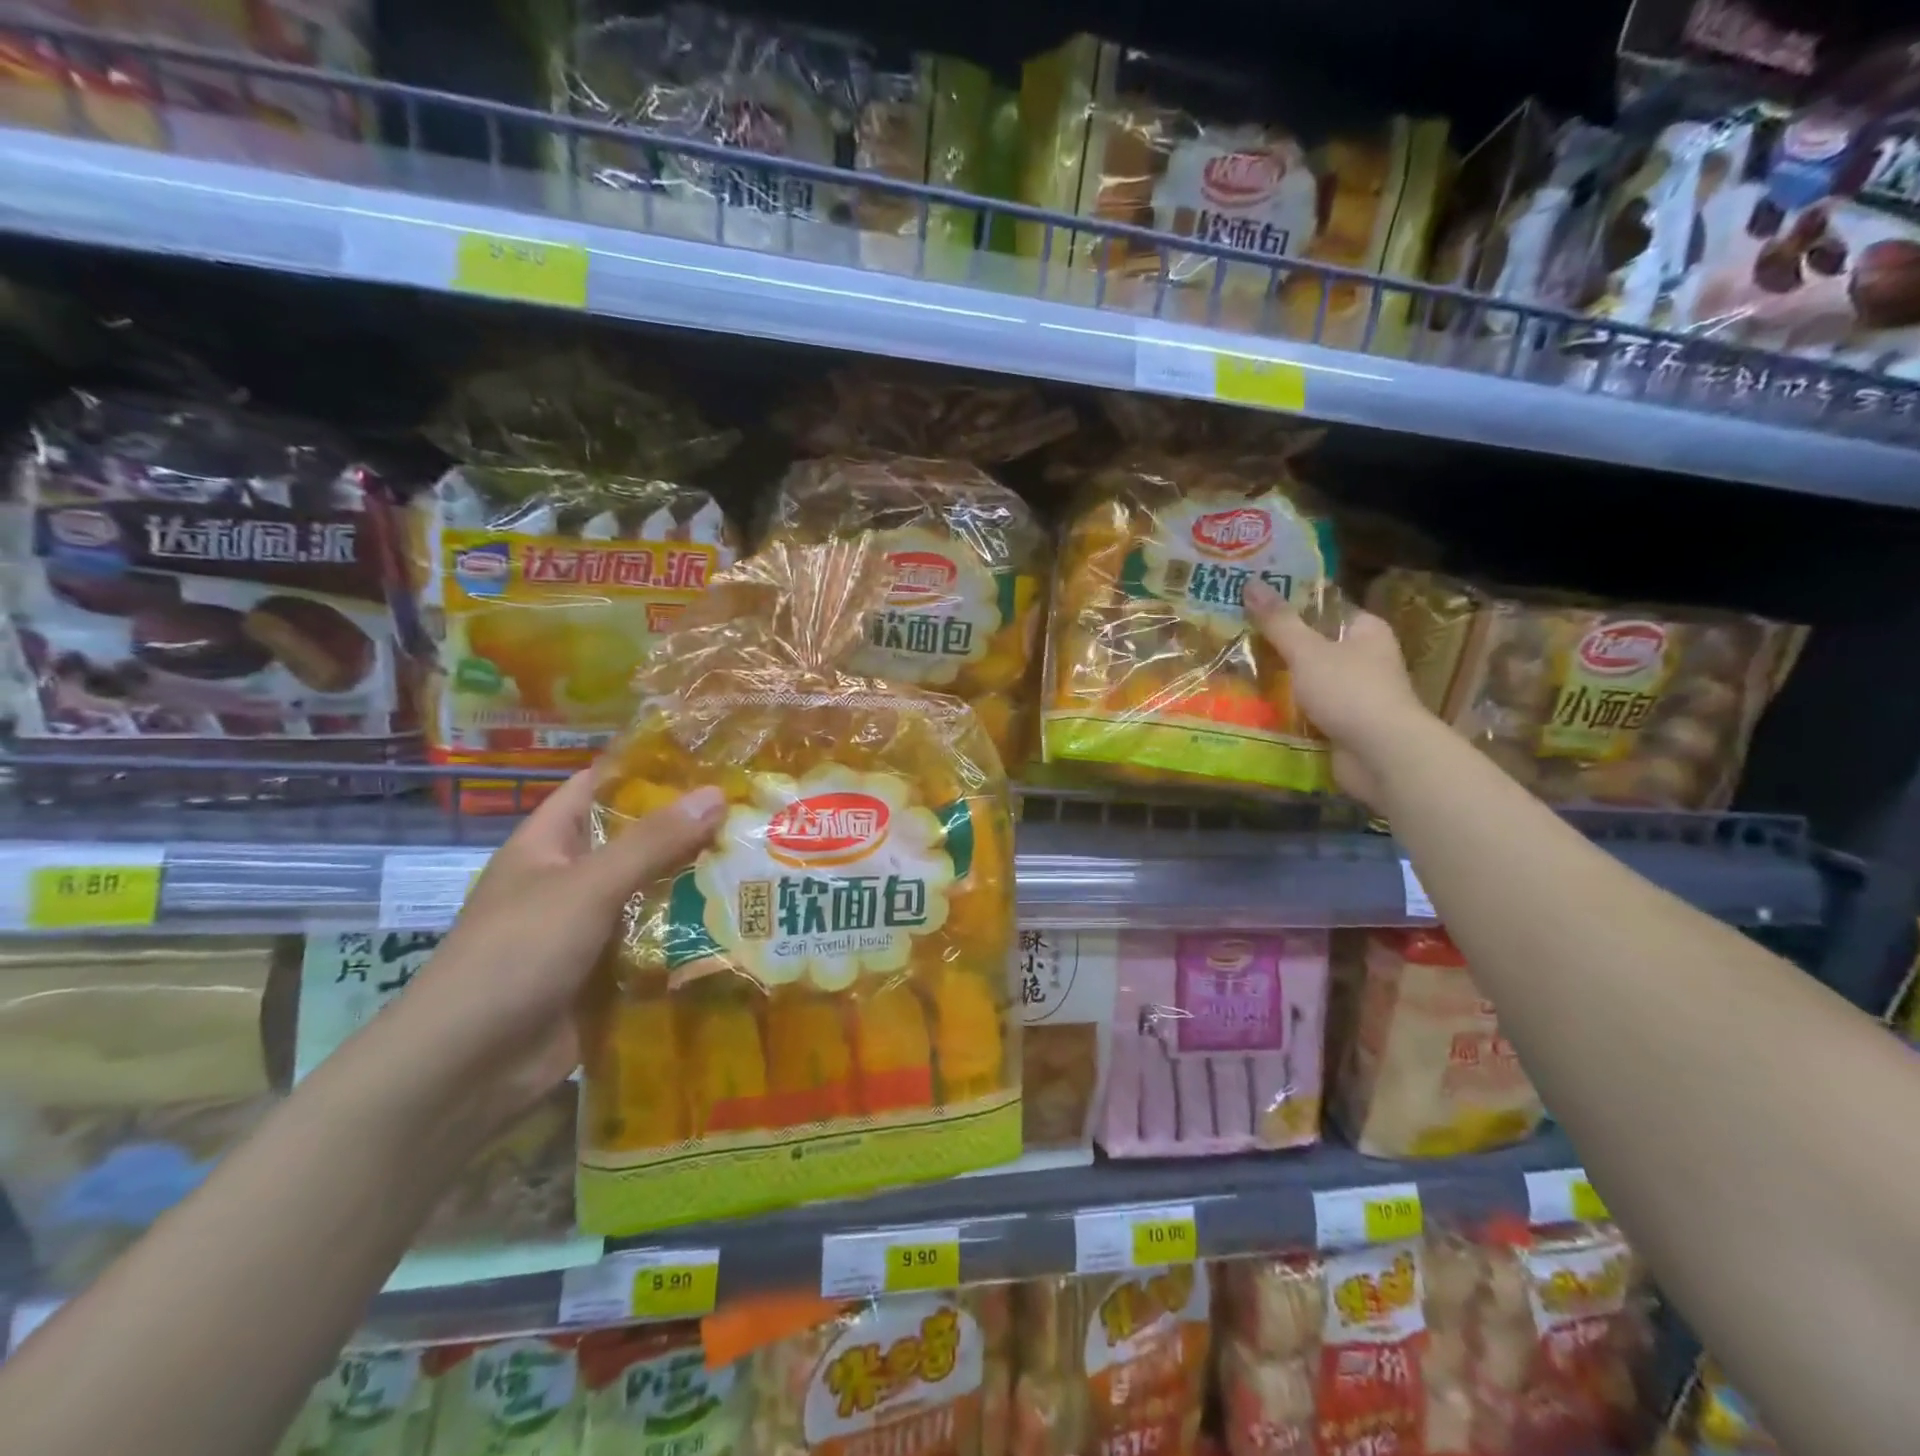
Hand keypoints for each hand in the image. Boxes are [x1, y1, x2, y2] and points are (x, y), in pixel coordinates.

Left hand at [376, 771, 725, 1135]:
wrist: (467, 1069)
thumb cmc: (516, 955)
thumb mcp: (586, 888)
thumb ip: (652, 842)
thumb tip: (717, 793)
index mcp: (549, 845)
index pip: (599, 787)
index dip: (647, 769)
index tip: (710, 758)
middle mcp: (571, 880)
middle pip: (637, 842)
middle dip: (690, 829)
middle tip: (755, 812)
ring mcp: (590, 929)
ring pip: (653, 893)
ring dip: (699, 884)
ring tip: (764, 861)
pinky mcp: (609, 972)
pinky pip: (657, 942)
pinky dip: (692, 934)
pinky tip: (743, 922)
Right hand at [1245, 578, 1431, 809]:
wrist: (1382, 755)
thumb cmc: (1350, 692)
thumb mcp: (1308, 651)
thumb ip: (1279, 622)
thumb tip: (1251, 582)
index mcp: (1366, 631)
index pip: (1326, 610)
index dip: (1292, 606)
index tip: (1253, 607)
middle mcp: (1365, 660)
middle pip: (1314, 647)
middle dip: (1279, 648)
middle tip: (1236, 640)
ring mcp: (1356, 695)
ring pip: (1309, 682)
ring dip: (1280, 684)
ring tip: (1236, 674)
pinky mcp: (1345, 726)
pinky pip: (1309, 712)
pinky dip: (1287, 713)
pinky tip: (1254, 709)